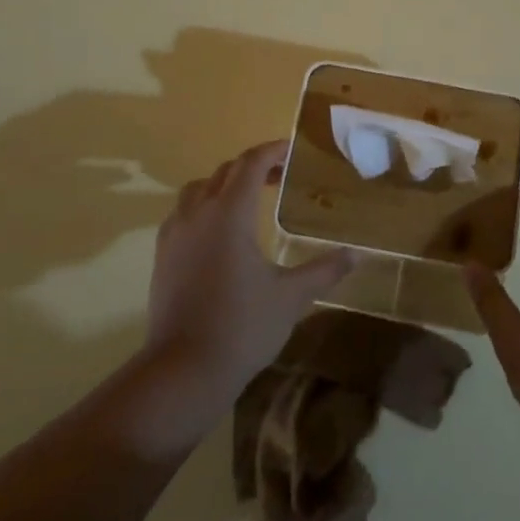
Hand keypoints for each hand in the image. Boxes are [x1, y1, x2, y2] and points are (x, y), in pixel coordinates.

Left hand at [142, 141, 355, 401]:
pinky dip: (204, 206)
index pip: (250, 164)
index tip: (293, 150)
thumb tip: (357, 254)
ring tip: (250, 199)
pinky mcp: (162, 256)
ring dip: (225, 183)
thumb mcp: (291, 297)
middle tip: (281, 175)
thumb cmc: (243, 327)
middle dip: (254, 166)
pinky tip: (220, 232)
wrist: (184, 370)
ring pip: (198, 189)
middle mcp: (198, 213)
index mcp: (230, 213)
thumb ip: (325, 270)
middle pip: (225, 171)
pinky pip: (183, 213)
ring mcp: (174, 234)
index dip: (272, 151)